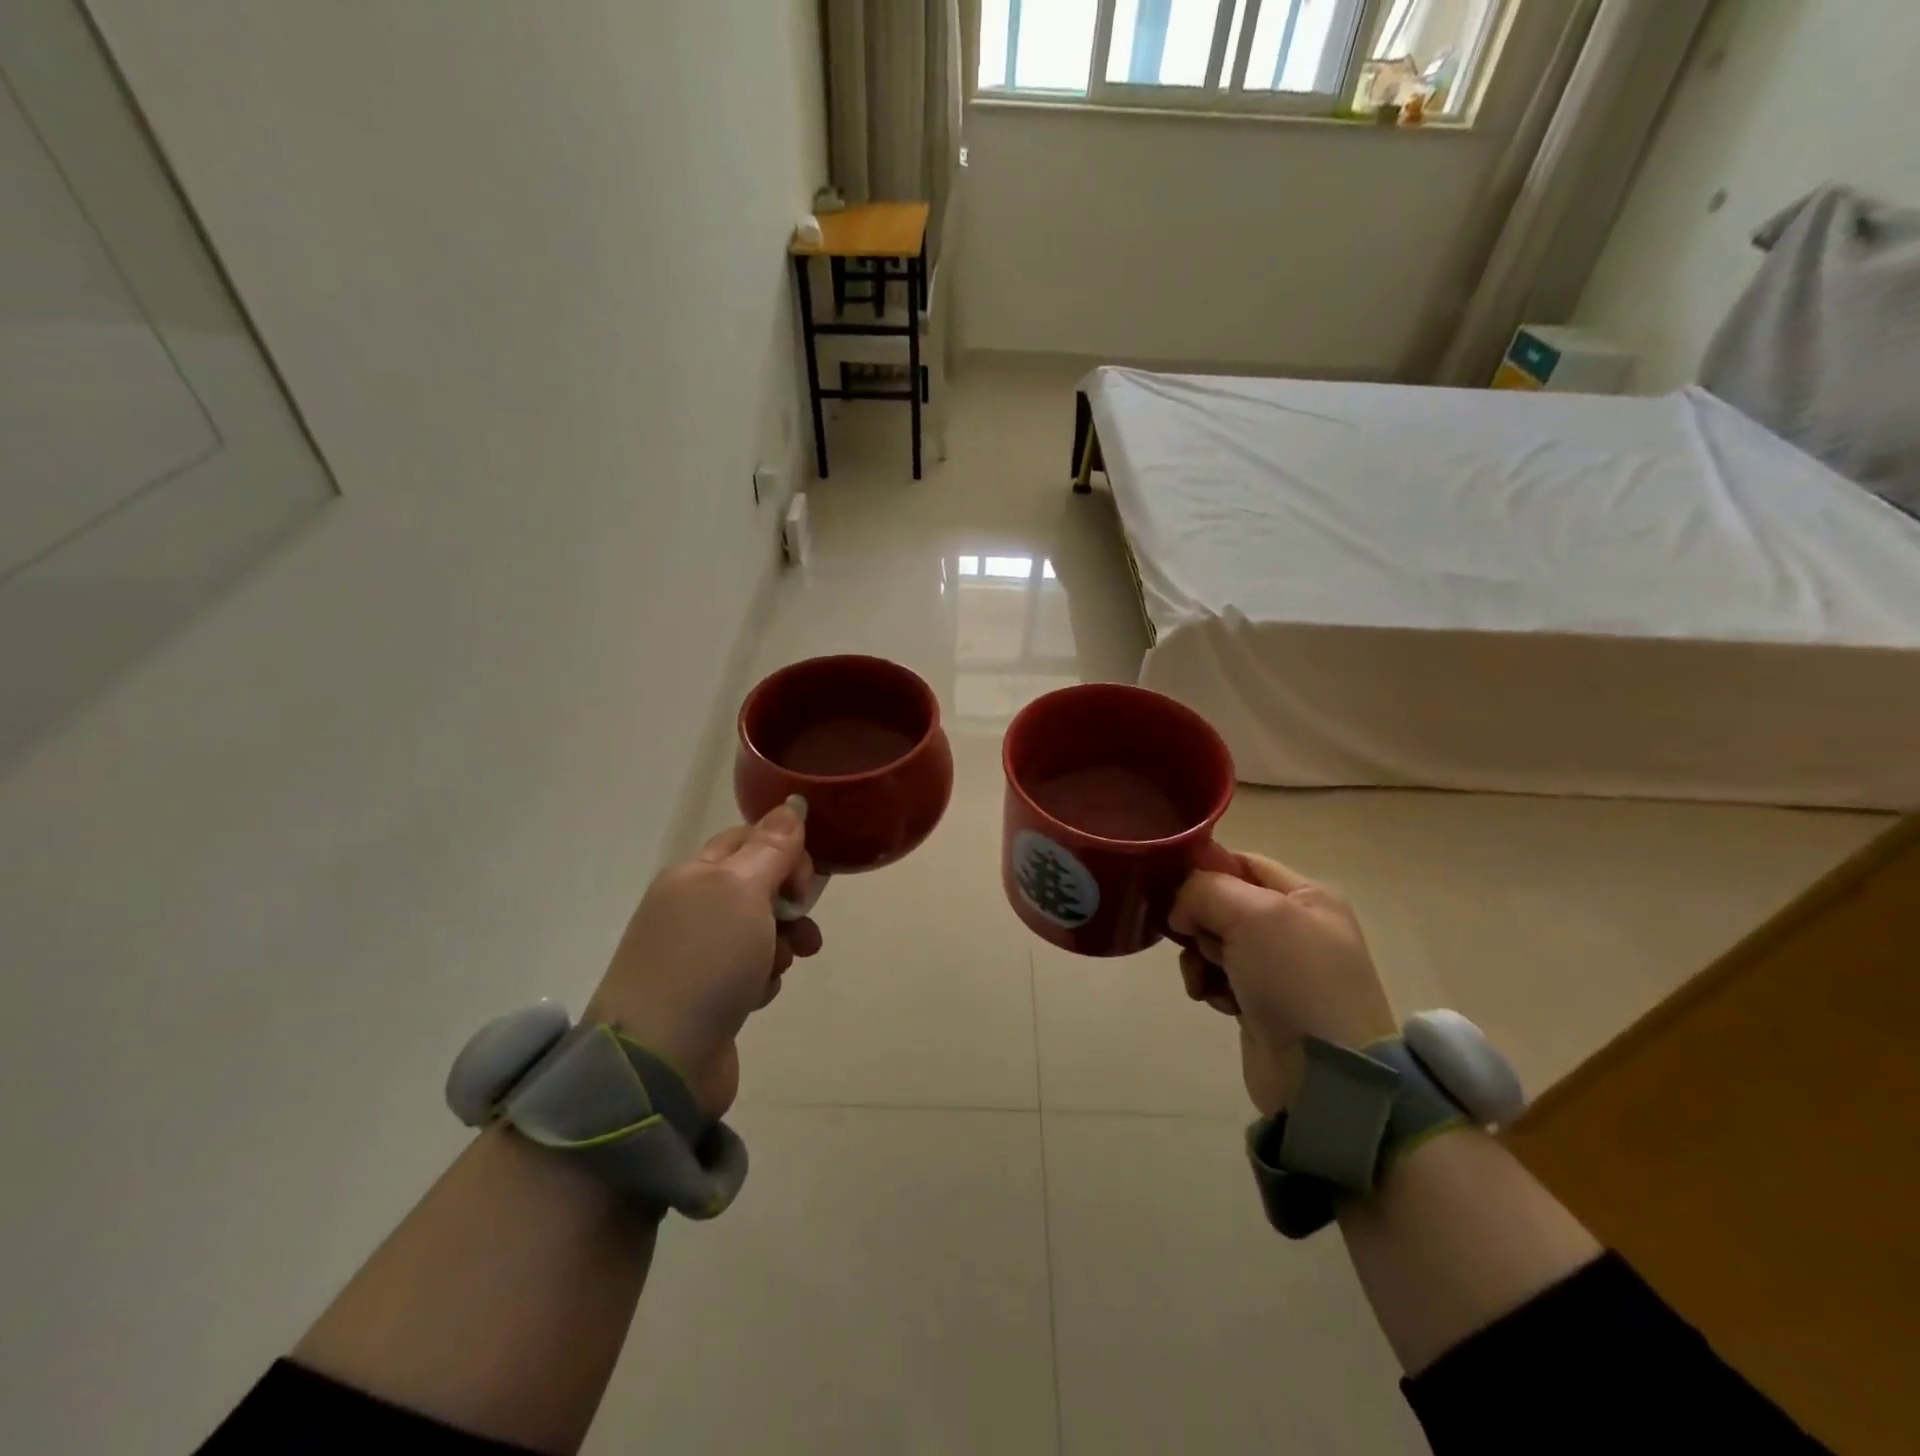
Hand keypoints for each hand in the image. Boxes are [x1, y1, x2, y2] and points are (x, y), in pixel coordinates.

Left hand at [584, 800, 821, 1117]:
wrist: (659, 1060)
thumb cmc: (705, 960)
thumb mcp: (743, 890)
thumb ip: (772, 848)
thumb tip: (792, 803)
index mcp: (695, 874)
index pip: (750, 838)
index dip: (785, 850)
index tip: (804, 879)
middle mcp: (693, 908)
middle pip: (759, 886)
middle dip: (790, 903)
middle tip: (799, 921)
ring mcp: (698, 954)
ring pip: (761, 931)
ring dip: (782, 944)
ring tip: (781, 966)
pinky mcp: (708, 996)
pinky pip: (752, 971)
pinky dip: (763, 979)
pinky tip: (757, 997)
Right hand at [1169, 852, 1395, 1116]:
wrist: (1325, 1074)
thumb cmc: (1295, 980)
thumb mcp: (1253, 915)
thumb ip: (1205, 890)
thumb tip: (1180, 909)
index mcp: (1306, 895)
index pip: (1242, 862)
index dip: (1204, 870)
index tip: (1172, 888)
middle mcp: (1294, 926)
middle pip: (1222, 902)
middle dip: (1200, 920)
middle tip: (1198, 940)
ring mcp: (1278, 967)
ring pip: (1213, 940)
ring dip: (1198, 956)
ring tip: (1207, 977)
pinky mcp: (1260, 1002)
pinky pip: (1217, 976)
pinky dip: (1208, 984)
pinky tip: (1214, 1000)